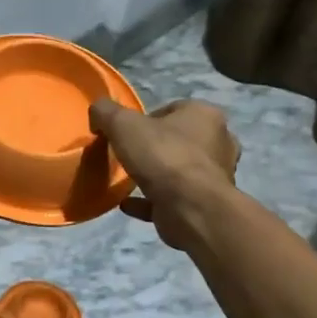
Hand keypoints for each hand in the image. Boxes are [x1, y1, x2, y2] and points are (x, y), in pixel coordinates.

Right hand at [89, 98, 239, 250]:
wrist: (190, 208)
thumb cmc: (162, 156)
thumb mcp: (123, 124)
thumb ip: (106, 112)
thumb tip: (97, 113)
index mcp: (205, 115)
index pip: (174, 109)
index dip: (147, 119)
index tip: (126, 133)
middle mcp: (218, 142)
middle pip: (179, 140)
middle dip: (155, 147)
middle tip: (129, 155)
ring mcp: (215, 176)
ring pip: (178, 170)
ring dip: (155, 174)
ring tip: (128, 180)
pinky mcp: (204, 204)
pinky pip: (172, 198)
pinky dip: (150, 201)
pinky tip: (127, 204)